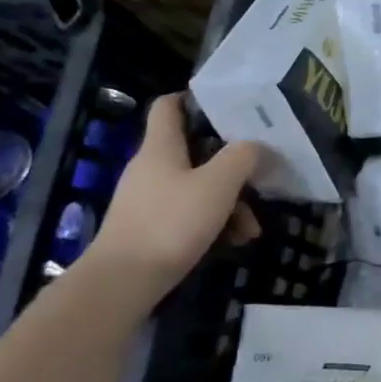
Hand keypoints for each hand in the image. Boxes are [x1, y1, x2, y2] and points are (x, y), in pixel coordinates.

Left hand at [88, 94, 260, 299]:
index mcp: (161, 147)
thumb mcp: (218, 185)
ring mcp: (149, 199)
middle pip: (195, 151)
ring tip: (251, 229)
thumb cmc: (171, 223)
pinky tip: (234, 242)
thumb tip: (256, 144)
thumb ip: (242, 157)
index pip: (169, 105)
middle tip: (258, 177)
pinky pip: (189, 213)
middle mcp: (151, 167)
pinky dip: (213, 222)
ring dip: (229, 202)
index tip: (229, 107)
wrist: (123, 282)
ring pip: (197, 187)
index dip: (196, 99)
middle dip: (231, 165)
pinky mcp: (150, 227)